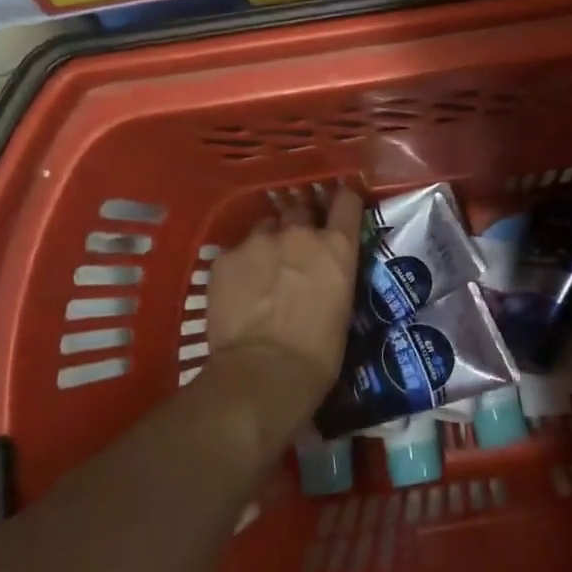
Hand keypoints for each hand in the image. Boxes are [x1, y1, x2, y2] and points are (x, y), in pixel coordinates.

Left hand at [205, 185, 364, 424]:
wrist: (264, 372)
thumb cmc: (319, 353)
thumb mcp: (342, 306)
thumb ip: (332, 275)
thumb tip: (322, 275)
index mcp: (336, 246)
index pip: (346, 200)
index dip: (343, 199)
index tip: (339, 204)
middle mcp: (299, 232)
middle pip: (301, 207)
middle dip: (300, 221)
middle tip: (296, 244)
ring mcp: (258, 241)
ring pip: (264, 227)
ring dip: (268, 241)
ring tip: (263, 269)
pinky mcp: (225, 257)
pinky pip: (236, 252)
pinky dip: (240, 265)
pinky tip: (238, 290)